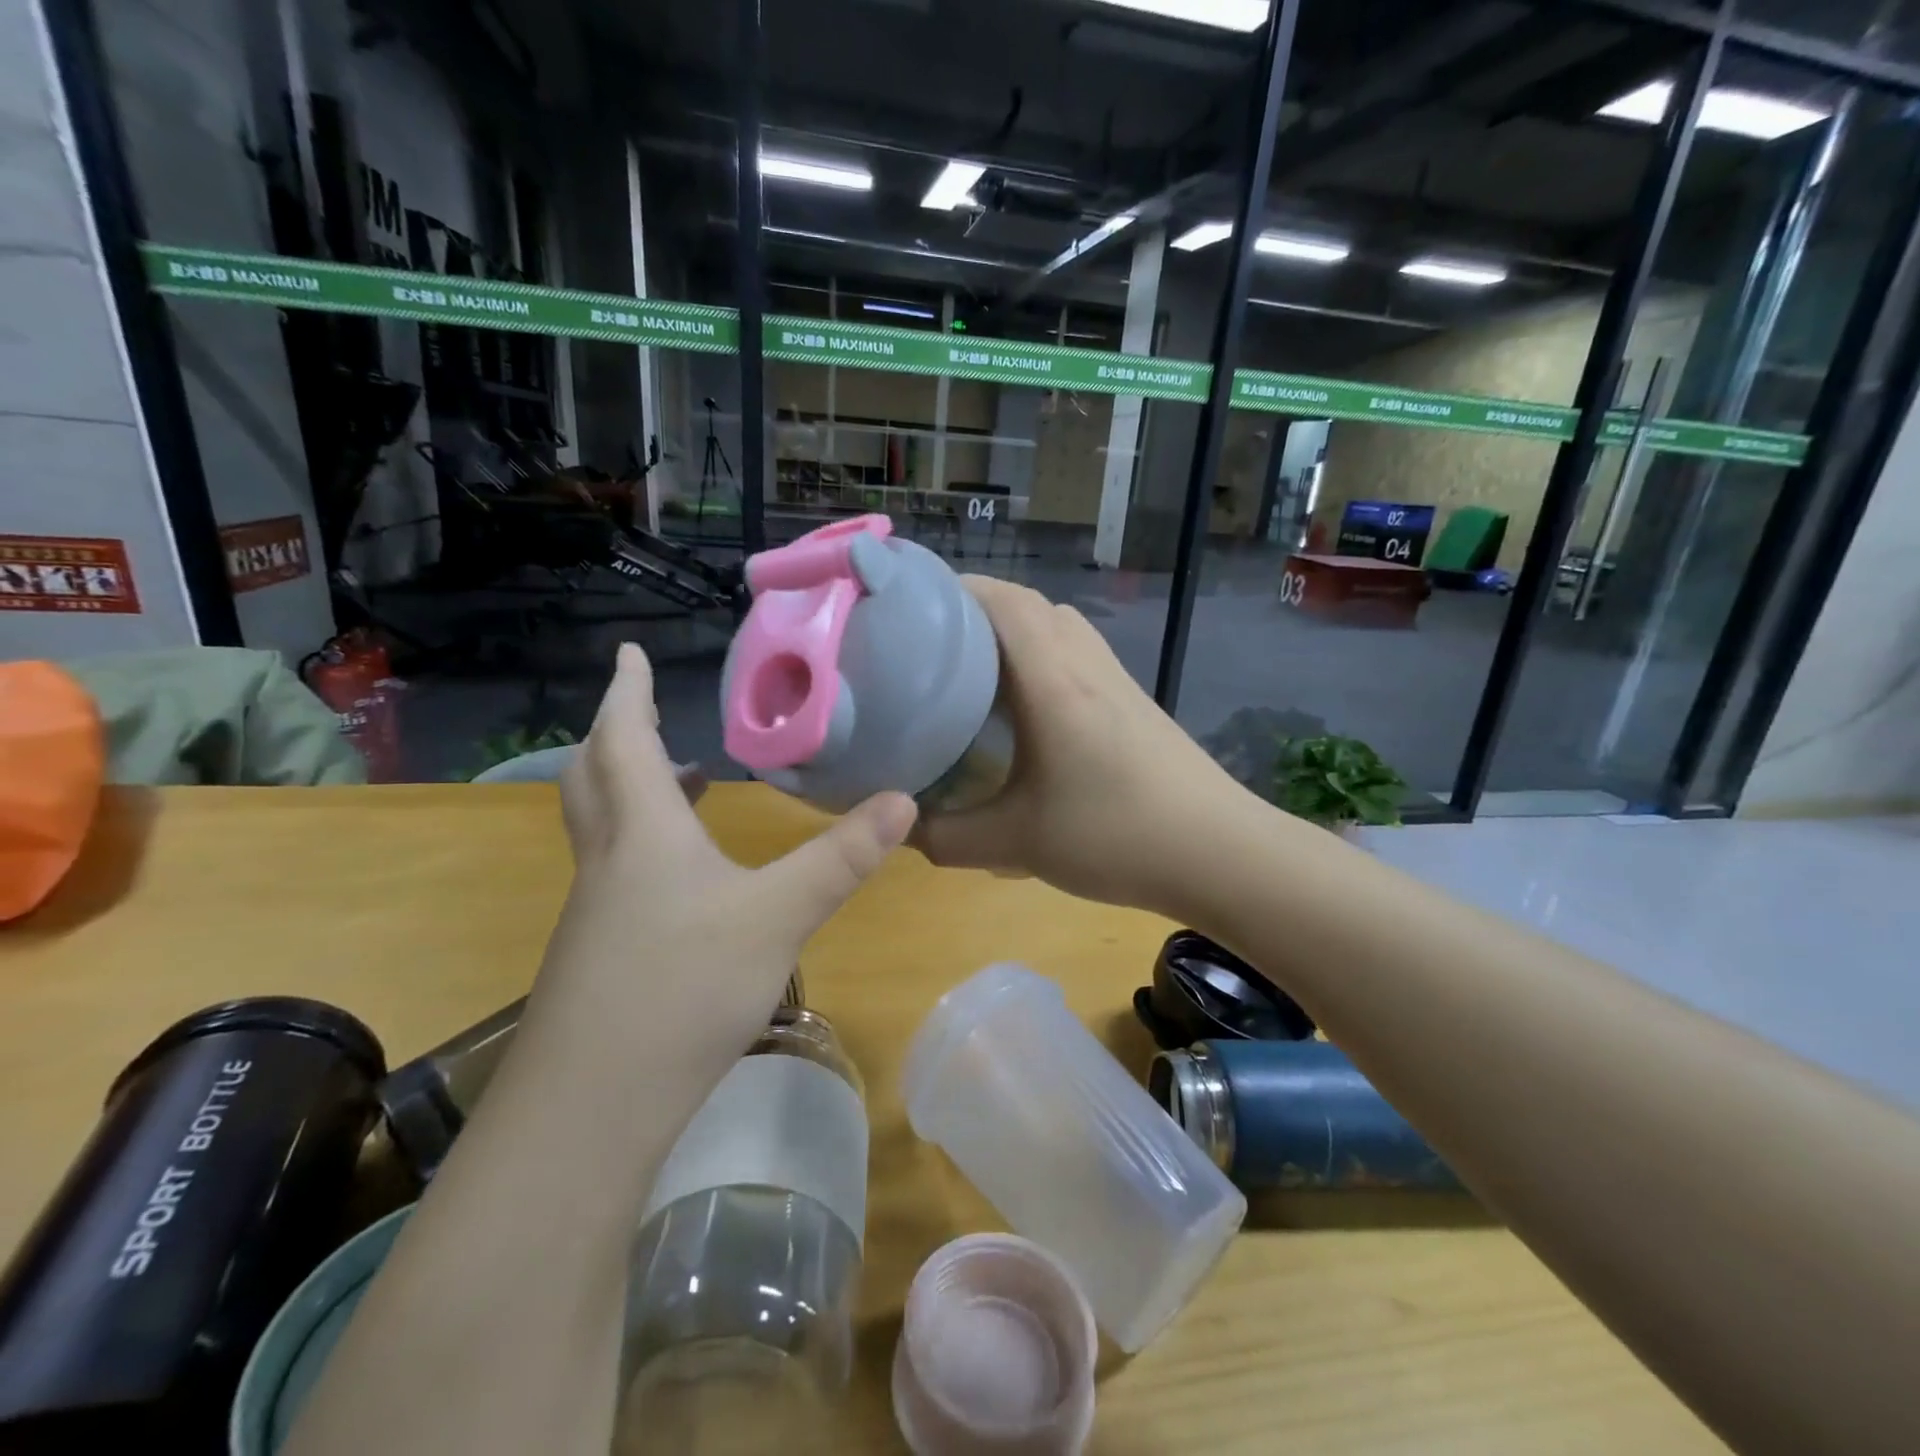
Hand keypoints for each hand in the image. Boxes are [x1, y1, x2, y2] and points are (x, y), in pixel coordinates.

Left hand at [536, 643, 916, 1056]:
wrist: (591, 1107)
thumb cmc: (682, 989)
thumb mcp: (777, 917)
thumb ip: (840, 858)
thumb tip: (904, 799)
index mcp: (643, 832)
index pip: (624, 738)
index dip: (626, 691)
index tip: (628, 653)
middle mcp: (610, 859)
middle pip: (595, 776)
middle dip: (617, 732)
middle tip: (646, 708)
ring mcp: (598, 909)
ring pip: (605, 825)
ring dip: (632, 787)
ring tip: (682, 778)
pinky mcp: (601, 952)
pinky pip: (619, 868)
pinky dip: (646, 841)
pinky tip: (688, 875)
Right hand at [914, 578, 1249, 917]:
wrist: (1220, 852)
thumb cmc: (1115, 836)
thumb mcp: (1016, 843)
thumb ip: (947, 837)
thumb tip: (902, 828)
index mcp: (1052, 680)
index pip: (1003, 601)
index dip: (955, 590)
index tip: (912, 609)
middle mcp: (1085, 664)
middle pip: (1028, 606)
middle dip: (975, 611)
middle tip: (931, 646)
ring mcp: (1116, 680)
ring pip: (1058, 628)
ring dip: (1013, 633)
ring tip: (973, 671)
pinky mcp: (1134, 702)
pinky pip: (1078, 655)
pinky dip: (1043, 658)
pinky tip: (1028, 708)